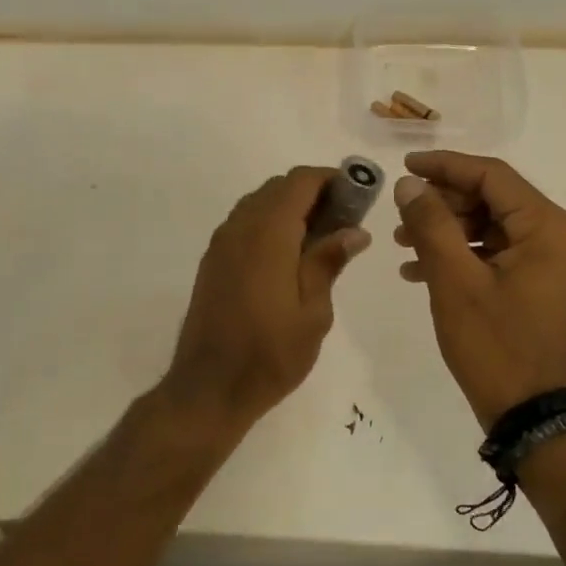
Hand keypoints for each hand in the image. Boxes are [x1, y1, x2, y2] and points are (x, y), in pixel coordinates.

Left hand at [164, 166, 370, 424]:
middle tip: (343, 219)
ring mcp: (221, 243)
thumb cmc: (270, 353)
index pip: (299, 182)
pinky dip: (269, 223)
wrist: (209, 386)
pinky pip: (243, 223)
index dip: (330, 178)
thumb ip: (328, 262)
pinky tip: (288, 254)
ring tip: (319, 237)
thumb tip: (354, 231)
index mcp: (268, 234)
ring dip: (288, 207)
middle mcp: (239, 228)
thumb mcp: (313, 312)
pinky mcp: (212, 261)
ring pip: (258, 203)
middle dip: (312, 192)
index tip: (357, 194)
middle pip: (277, 188)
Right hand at [392, 151, 565, 429]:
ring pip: (494, 228)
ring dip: (448, 231)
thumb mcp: (454, 280)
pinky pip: (501, 255)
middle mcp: (562, 238)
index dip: (444, 166)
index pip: (492, 176)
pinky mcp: (545, 288)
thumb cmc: (495, 346)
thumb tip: (409, 185)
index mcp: (549, 228)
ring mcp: (556, 265)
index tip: (404, 167)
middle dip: (443, 204)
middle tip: (401, 214)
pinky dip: (464, 256)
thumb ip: (431, 223)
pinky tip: (422, 270)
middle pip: (494, 199)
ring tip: (403, 244)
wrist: (534, 418)